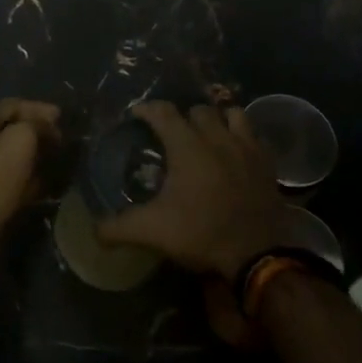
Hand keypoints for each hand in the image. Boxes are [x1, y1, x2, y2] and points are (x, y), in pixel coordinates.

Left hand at [0, 98, 60, 264]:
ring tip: (61, 163)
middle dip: (41, 134)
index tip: (62, 118)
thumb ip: (37, 125)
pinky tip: (50, 185)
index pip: (13, 106)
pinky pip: (15, 181)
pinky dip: (32, 181)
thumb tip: (47, 128)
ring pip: (17, 157)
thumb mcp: (21, 139)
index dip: (39, 109)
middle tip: (63, 142)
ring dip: (39, 158)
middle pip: (14, 131)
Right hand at [97, 102, 290, 281]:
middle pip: (198, 110)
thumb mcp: (153, 232)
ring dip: (218, 120)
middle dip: (183, 117)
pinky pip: (254, 135)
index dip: (147, 109)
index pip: (163, 111)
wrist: (257, 253)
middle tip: (173, 135)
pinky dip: (243, 137)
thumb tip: (94, 229)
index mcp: (187, 146)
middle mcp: (217, 137)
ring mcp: (246, 146)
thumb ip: (119, 227)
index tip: (136, 115)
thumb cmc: (202, 233)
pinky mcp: (267, 161)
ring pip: (232, 114)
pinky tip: (236, 153)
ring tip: (208, 135)